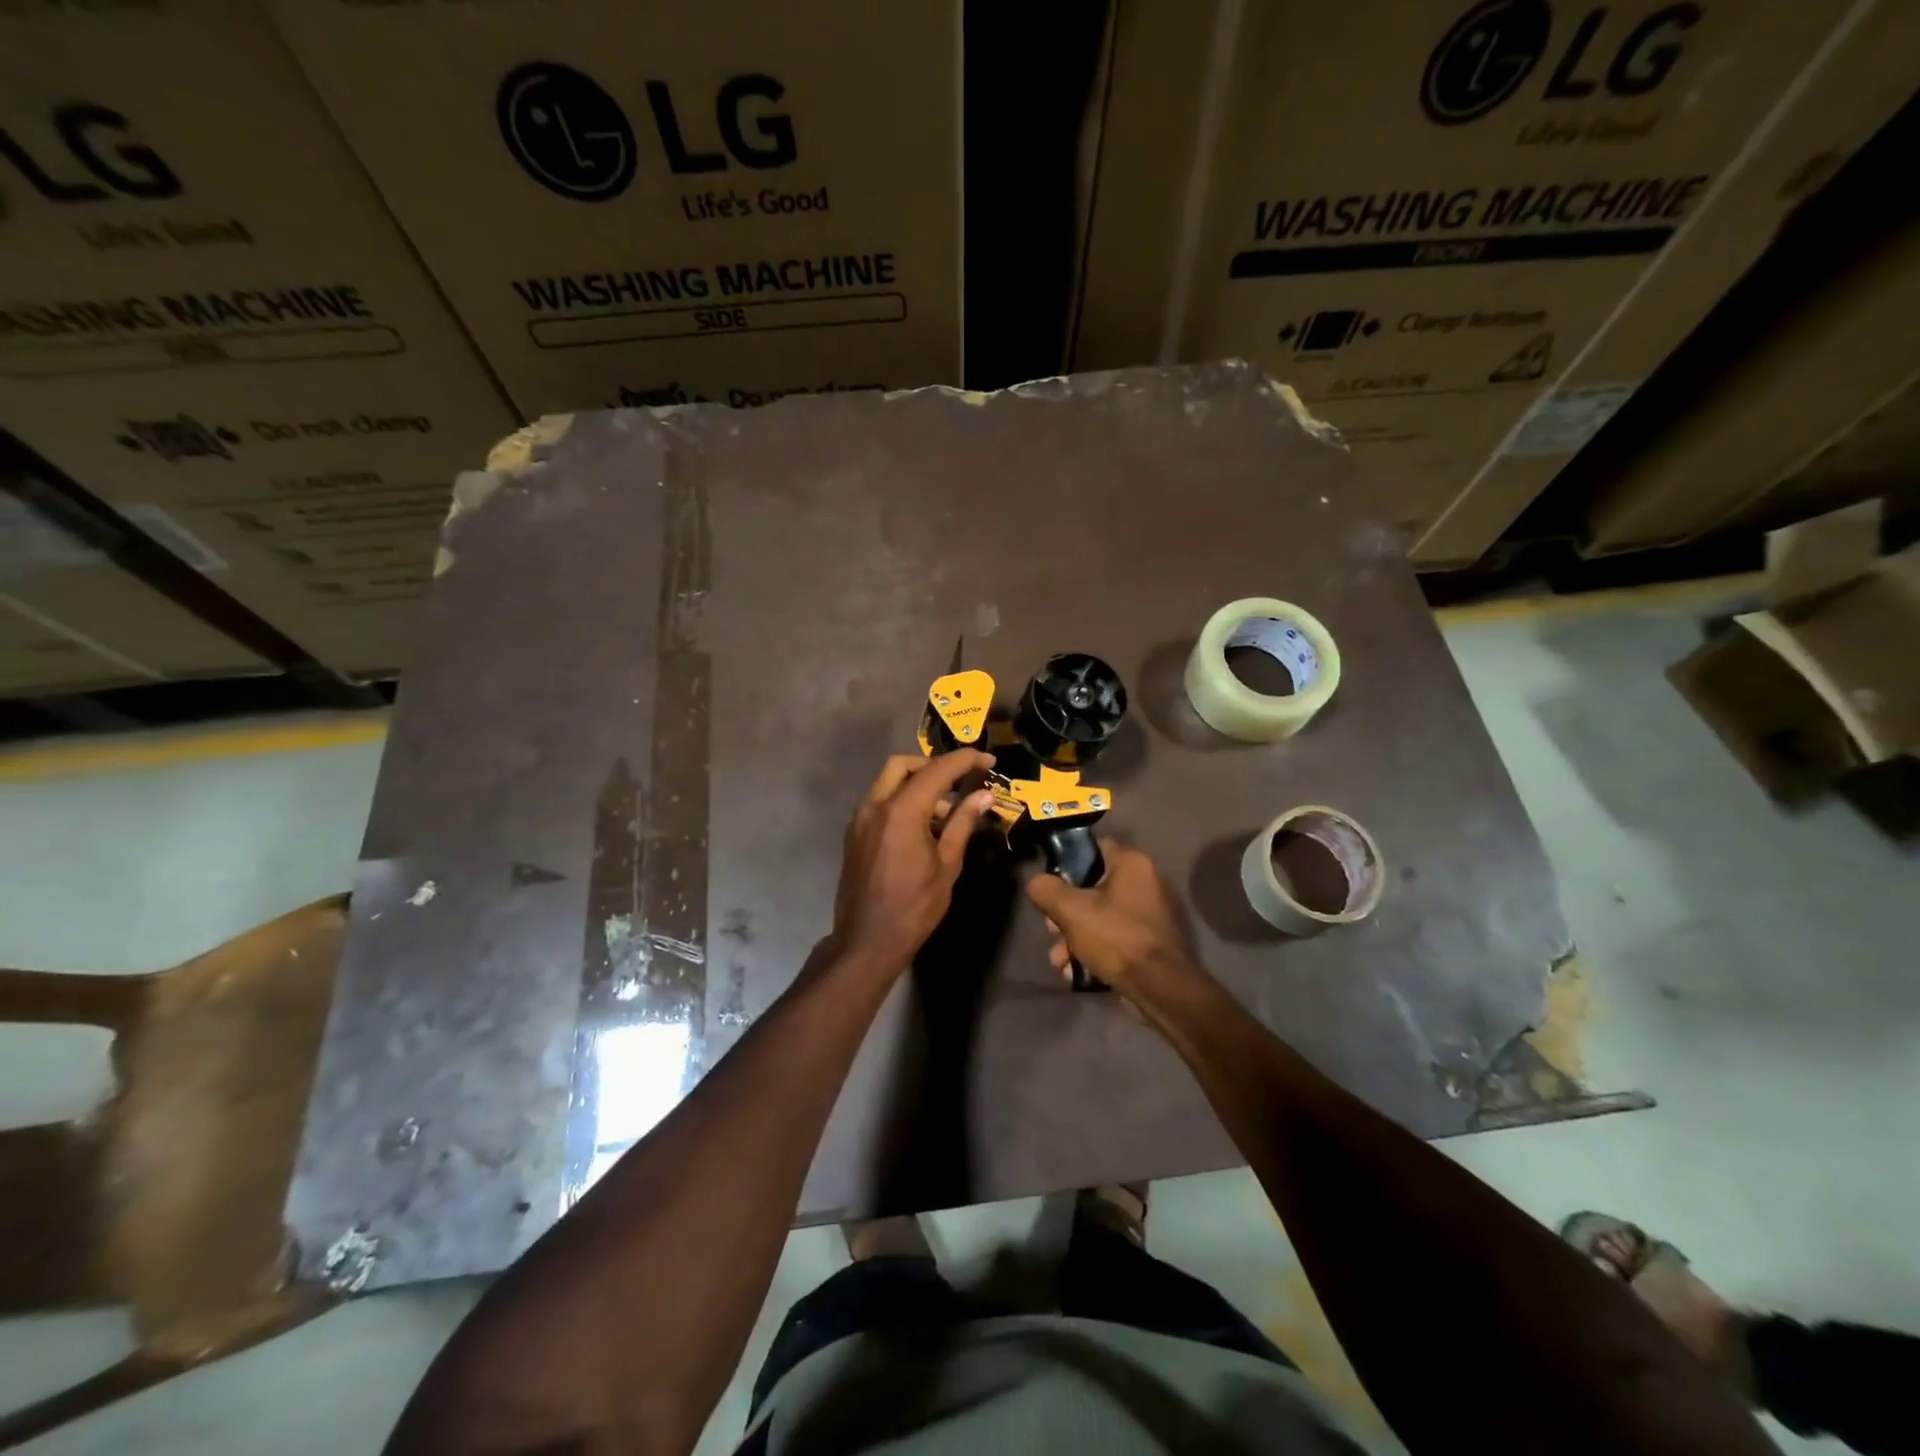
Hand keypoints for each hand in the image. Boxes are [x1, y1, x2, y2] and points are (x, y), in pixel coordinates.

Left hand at [829, 751, 996, 975]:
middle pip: (903, 765)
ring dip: (917, 784)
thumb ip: (962, 824)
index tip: (987, 760)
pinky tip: (922, 826)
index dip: (964, 760)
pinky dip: (901, 800)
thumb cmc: (914, 907)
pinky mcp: (854, 833)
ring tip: (946, 812)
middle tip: (960, 782)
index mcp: (901, 812)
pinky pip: (879, 802)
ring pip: (887, 782)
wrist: (866, 941)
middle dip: (933, 766)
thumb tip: (983, 796)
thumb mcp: (947, 865)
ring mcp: (860, 819)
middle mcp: (875, 806)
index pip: (937, 770)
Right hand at [1026, 840, 1197, 1000]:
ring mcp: (1145, 914)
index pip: (1092, 848)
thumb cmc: (1116, 937)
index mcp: (1131, 863)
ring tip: (1059, 959)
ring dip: (1071, 937)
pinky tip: (1073, 971)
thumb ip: (1046, 889)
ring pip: (1095, 916)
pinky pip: (1109, 937)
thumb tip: (1036, 883)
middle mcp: (1142, 882)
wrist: (1158, 988)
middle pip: (1088, 887)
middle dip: (1063, 913)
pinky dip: (1090, 951)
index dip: (1066, 863)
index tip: (1049, 884)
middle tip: (1051, 930)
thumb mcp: (1070, 910)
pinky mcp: (1144, 941)